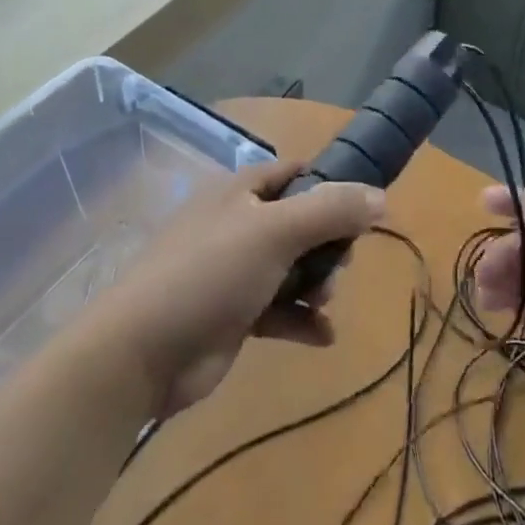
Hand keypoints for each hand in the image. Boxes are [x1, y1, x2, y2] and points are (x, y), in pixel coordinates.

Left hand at [86, 159, 383, 417]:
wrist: (142, 352)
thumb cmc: (210, 274)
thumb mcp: (275, 232)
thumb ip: (331, 211)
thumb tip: (381, 196)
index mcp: (240, 191)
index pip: (294, 173)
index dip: (329, 185)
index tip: (361, 210)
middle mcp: (237, 224)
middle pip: (300, 223)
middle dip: (327, 245)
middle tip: (337, 267)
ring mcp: (233, 271)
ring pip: (293, 267)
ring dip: (317, 284)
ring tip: (323, 302)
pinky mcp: (233, 314)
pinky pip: (279, 309)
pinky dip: (302, 320)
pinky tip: (323, 337)